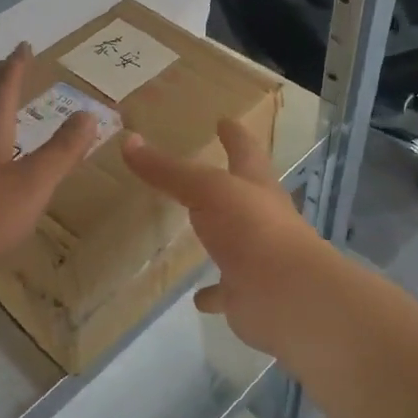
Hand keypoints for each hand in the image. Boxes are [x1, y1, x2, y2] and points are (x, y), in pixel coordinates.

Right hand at [121, 120, 341, 357]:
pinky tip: (196, 296)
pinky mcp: (246, 292)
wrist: (288, 296)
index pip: (245, 150)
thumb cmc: (252, 229)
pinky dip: (212, 292)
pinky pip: (224, 290)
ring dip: (219, 236)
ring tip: (195, 232)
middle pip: (242, 194)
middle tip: (203, 173)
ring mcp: (255, 257)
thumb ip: (169, 171)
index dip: (234, 135)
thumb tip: (129, 141)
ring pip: (234, 241)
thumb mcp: (207, 190)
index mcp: (256, 186)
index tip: (225, 120)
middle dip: (228, 182)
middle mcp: (260, 218)